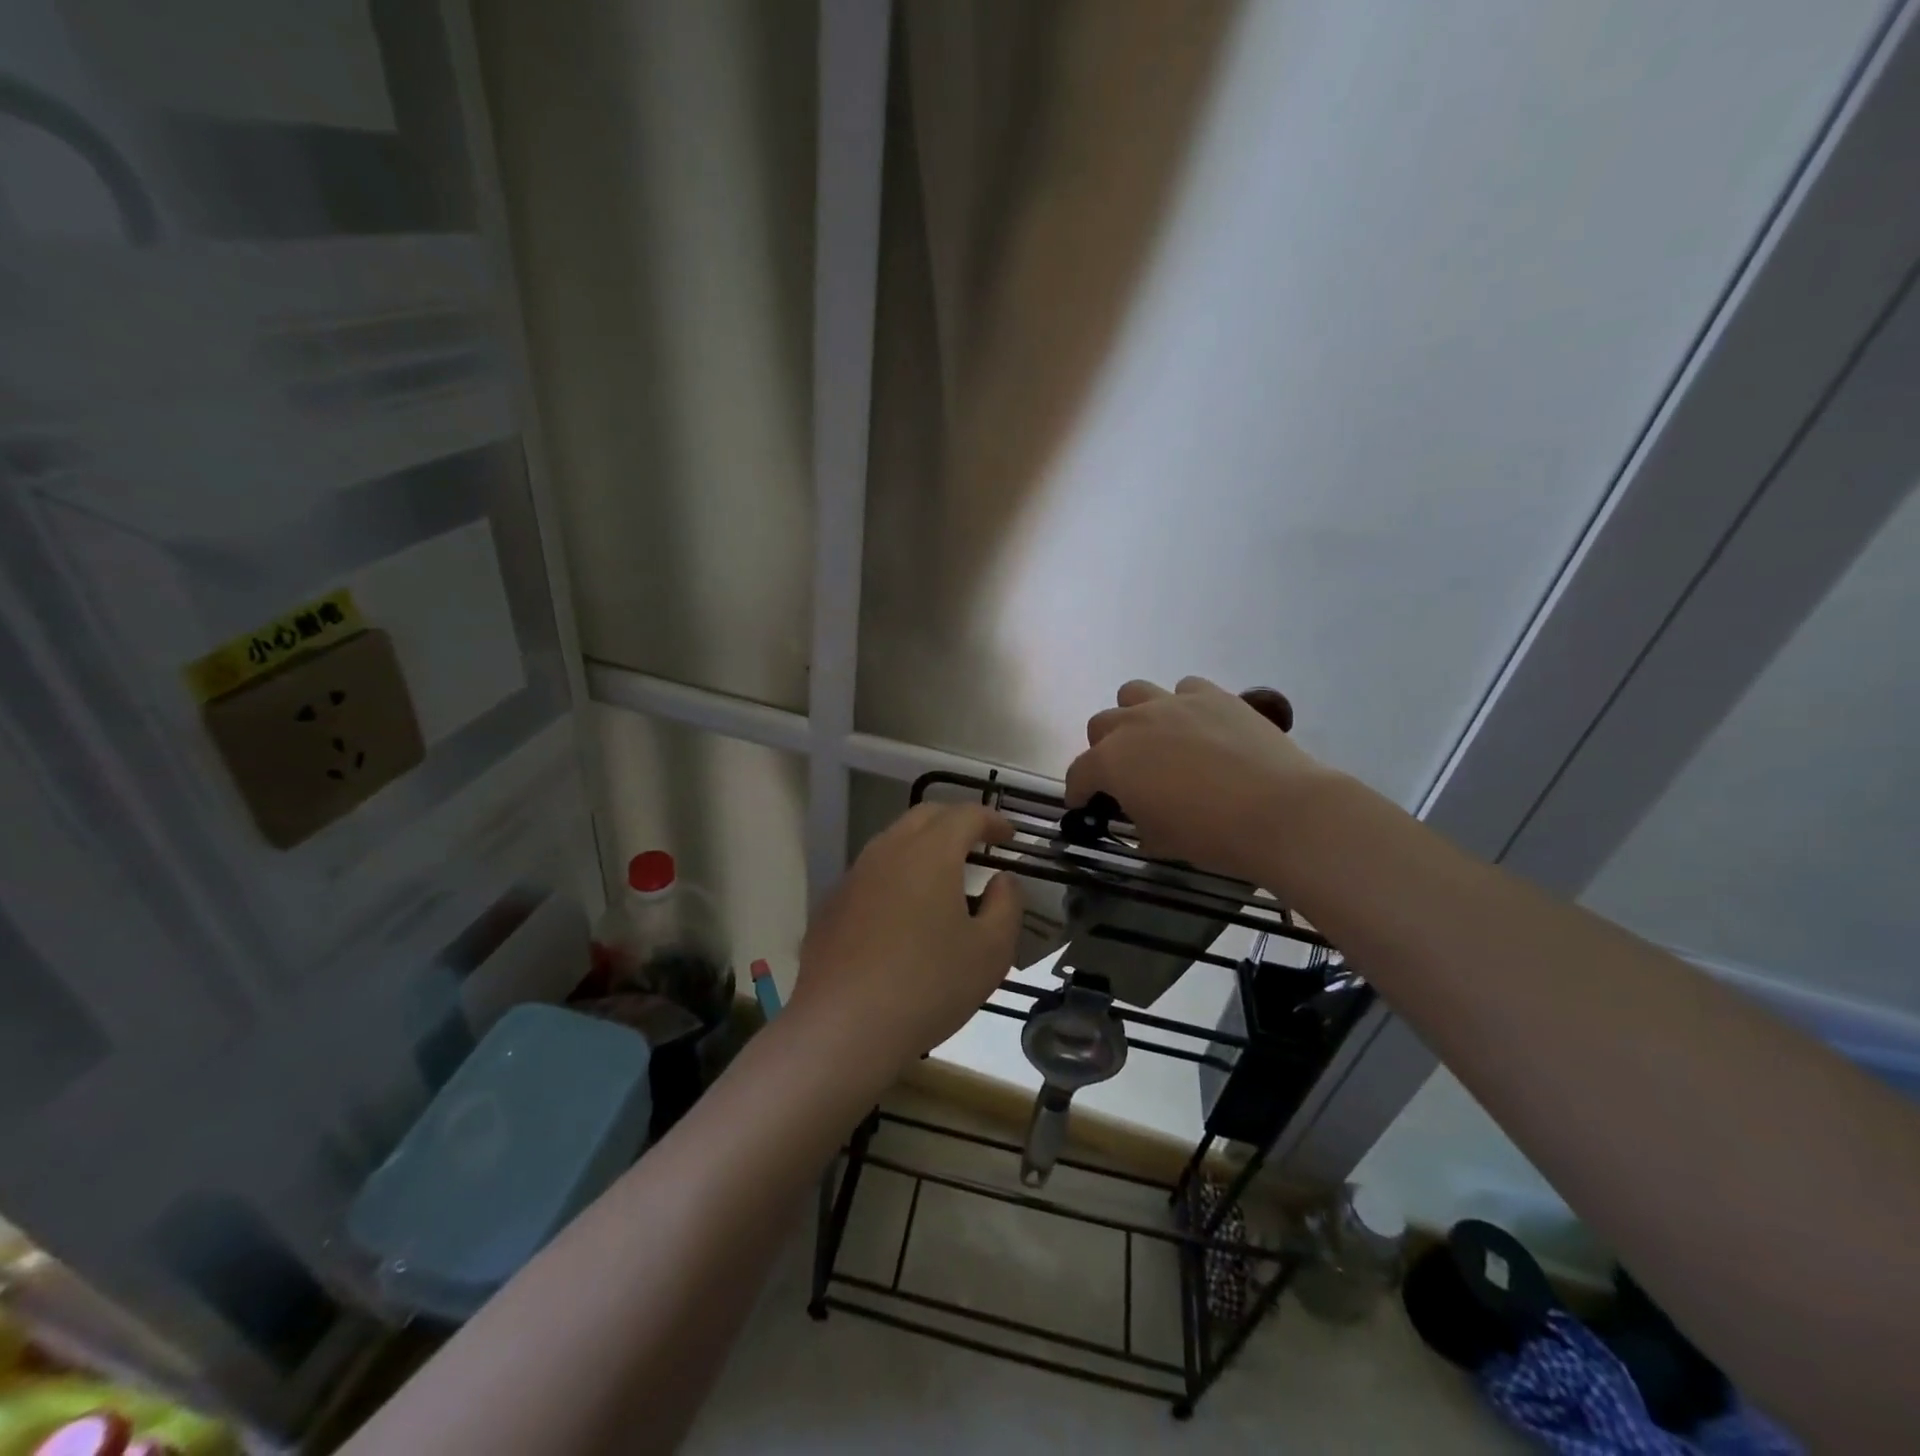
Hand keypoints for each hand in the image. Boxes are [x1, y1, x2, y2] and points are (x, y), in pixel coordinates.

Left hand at [791, 803, 1022, 1076]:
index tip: (1010, 837)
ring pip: (894, 842)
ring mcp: (854, 876)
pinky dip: (896, 876)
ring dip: (923, 847)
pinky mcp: (832, 905)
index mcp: (930, 852)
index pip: (965, 814)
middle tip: (978, 844)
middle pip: (925, 816)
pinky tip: (903, 914)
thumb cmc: (929, 985)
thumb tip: (1001, 880)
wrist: (844, 1027)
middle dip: (956, 822)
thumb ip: (1006, 905)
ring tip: (943, 877)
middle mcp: (888, 851)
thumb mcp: (990, 951)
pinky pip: (871, 874)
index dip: (992, 820)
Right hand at [1065, 677, 1338, 883]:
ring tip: (1156, 740)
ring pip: (1134, 693)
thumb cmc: (1211, 835)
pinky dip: (1182, 705)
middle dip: (1104, 750)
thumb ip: (1136, 822)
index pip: (1079, 773)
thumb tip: (1138, 815)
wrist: (1280, 812)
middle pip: (1100, 725)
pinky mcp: (1213, 695)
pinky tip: (1198, 728)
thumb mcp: (1159, 841)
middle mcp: (1133, 723)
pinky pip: (1184, 688)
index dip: (1078, 792)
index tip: (1085, 805)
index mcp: (1112, 762)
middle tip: (1125, 775)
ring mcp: (1174, 703)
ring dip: (1135, 715)